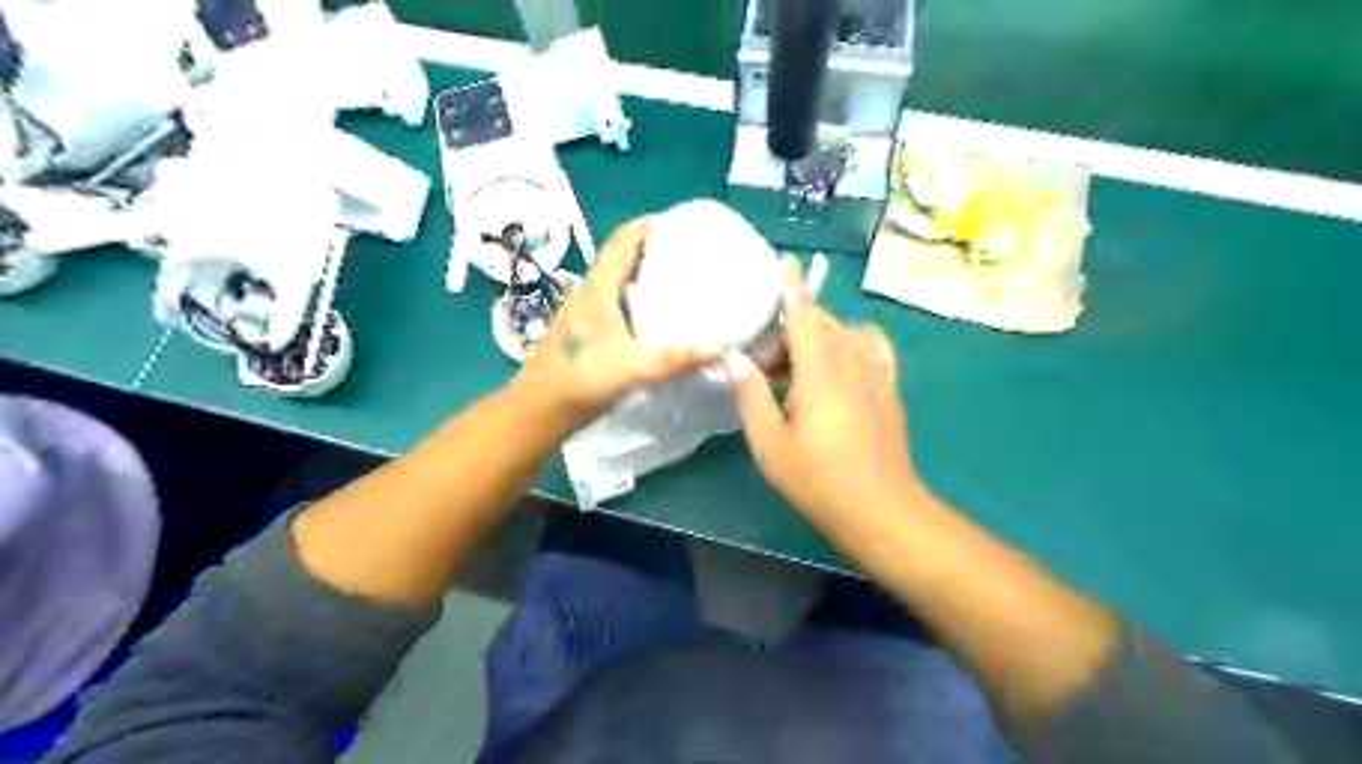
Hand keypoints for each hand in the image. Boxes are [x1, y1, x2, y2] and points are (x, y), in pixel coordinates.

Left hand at [514, 220, 712, 431]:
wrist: (540, 410)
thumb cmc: (581, 380)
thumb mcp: (631, 368)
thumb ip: (674, 359)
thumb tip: (719, 349)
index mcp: (597, 291)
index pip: (621, 242)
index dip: (645, 226)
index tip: (676, 222)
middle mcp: (589, 295)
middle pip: (620, 260)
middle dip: (651, 250)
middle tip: (688, 254)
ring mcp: (585, 315)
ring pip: (617, 284)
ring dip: (643, 276)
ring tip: (679, 282)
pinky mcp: (587, 334)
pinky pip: (616, 306)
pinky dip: (637, 301)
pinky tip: (657, 320)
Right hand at [724, 260, 925, 528]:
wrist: (881, 511)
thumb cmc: (818, 480)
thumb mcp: (770, 443)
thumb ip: (750, 395)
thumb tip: (734, 358)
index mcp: (820, 373)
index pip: (804, 316)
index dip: (792, 288)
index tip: (784, 262)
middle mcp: (852, 363)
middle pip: (822, 323)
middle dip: (791, 327)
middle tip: (764, 360)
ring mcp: (877, 375)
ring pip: (846, 333)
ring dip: (818, 335)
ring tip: (798, 365)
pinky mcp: (889, 390)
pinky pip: (872, 347)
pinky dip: (853, 341)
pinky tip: (840, 362)